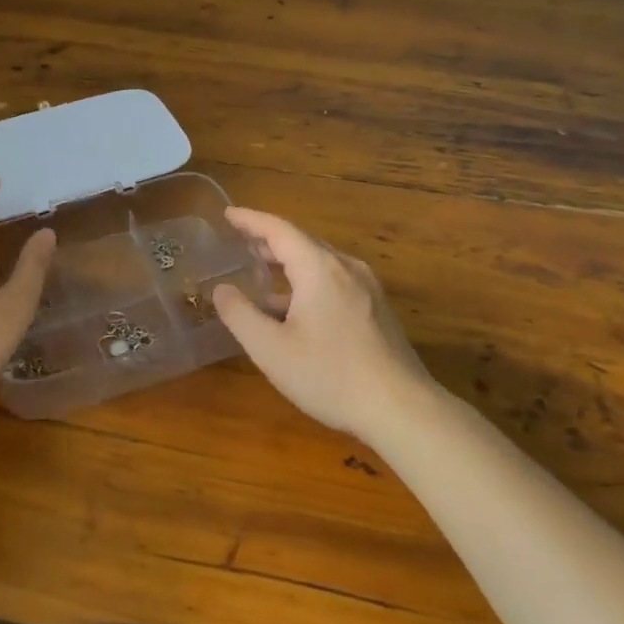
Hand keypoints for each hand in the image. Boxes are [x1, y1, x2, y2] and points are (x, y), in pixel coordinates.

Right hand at [213, 207, 435, 439]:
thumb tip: (221, 289)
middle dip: (269, 239)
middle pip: (302, 241)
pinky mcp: (377, 309)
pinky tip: (295, 307)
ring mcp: (367, 288)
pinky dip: (308, 280)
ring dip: (289, 262)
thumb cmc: (330, 376)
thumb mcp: (271, 350)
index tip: (228, 214)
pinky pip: (335, 281)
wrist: (402, 410)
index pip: (279, 230)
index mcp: (319, 268)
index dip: (250, 220)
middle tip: (240, 241)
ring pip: (320, 262)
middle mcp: (346, 268)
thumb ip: (240, 315)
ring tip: (262, 272)